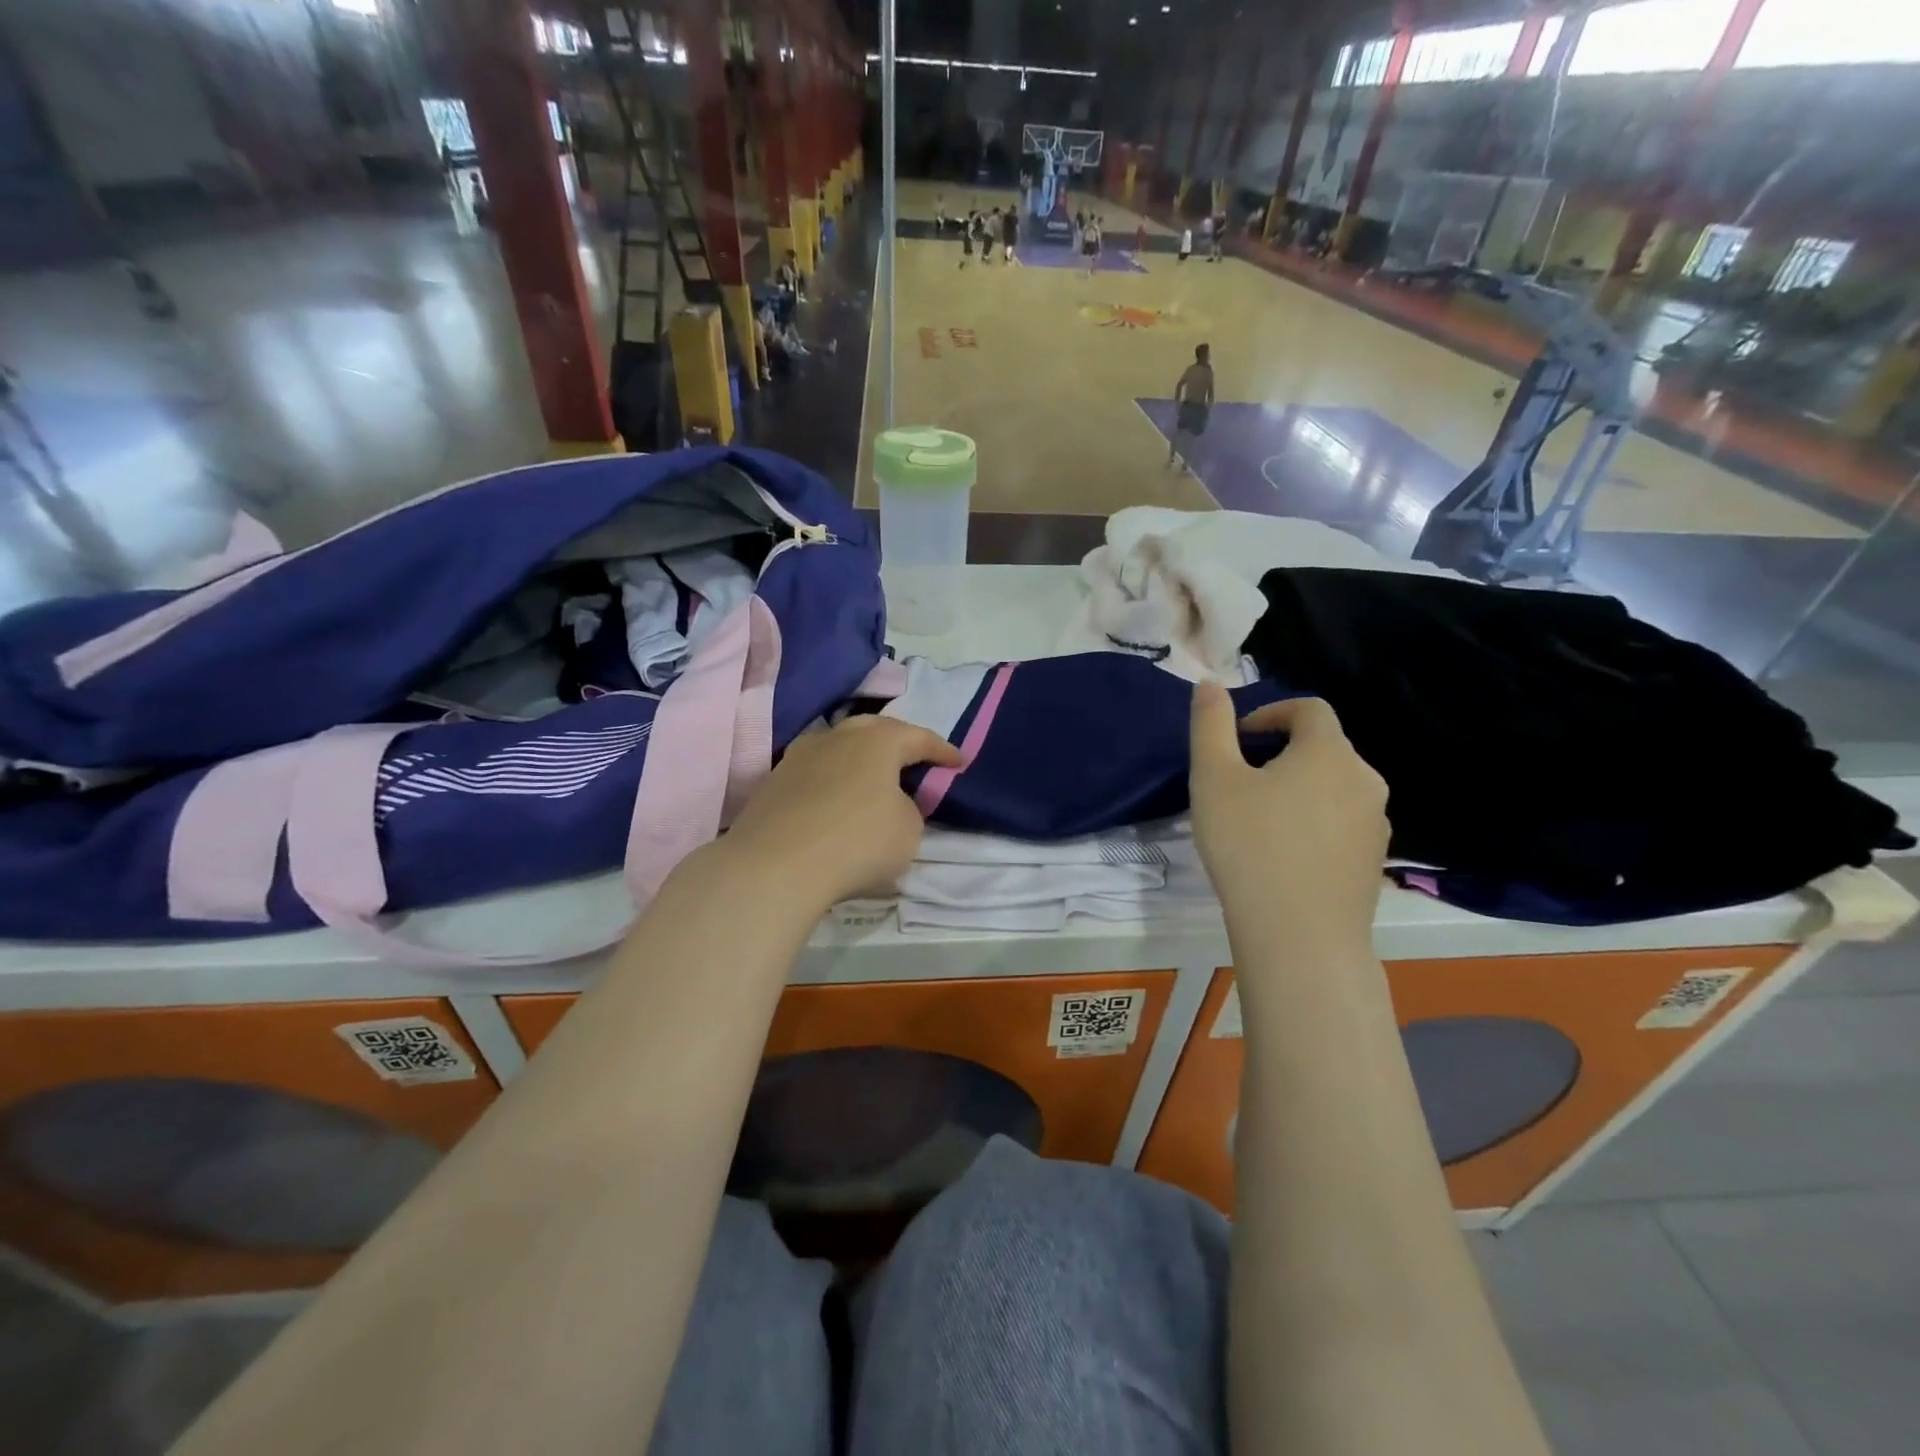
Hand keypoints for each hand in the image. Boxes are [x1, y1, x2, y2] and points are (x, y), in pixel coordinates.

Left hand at [722, 715, 962, 908]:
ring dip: (858, 760)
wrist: (775, 865)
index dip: (942, 751)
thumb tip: (886, 803)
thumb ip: (907, 809)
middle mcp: (836, 737)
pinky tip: (835, 800)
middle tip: (913, 759)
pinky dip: (831, 782)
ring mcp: (798, 756)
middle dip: (897, 743)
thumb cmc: (858, 841)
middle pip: (873, 731)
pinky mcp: (773, 782)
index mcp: (878, 740)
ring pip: (838, 748)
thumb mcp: (908, 830)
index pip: (919, 737)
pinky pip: (814, 773)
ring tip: (871, 778)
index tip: (958, 762)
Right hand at [1189, 685, 1389, 952]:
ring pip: (1334, 787)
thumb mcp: (1214, 778)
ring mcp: (1375, 824)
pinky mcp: (1374, 861)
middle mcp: (1364, 780)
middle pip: (1324, 747)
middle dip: (1282, 751)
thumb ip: (1211, 725)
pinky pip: (1342, 823)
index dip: (1271, 712)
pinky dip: (1314, 822)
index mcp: (1329, 752)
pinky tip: (1284, 853)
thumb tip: (1209, 683)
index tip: (1238, 737)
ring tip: (1259, 818)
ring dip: (1299, 788)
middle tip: (1240, 779)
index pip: (1309, 709)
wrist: (1299, 936)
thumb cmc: (1249, 846)